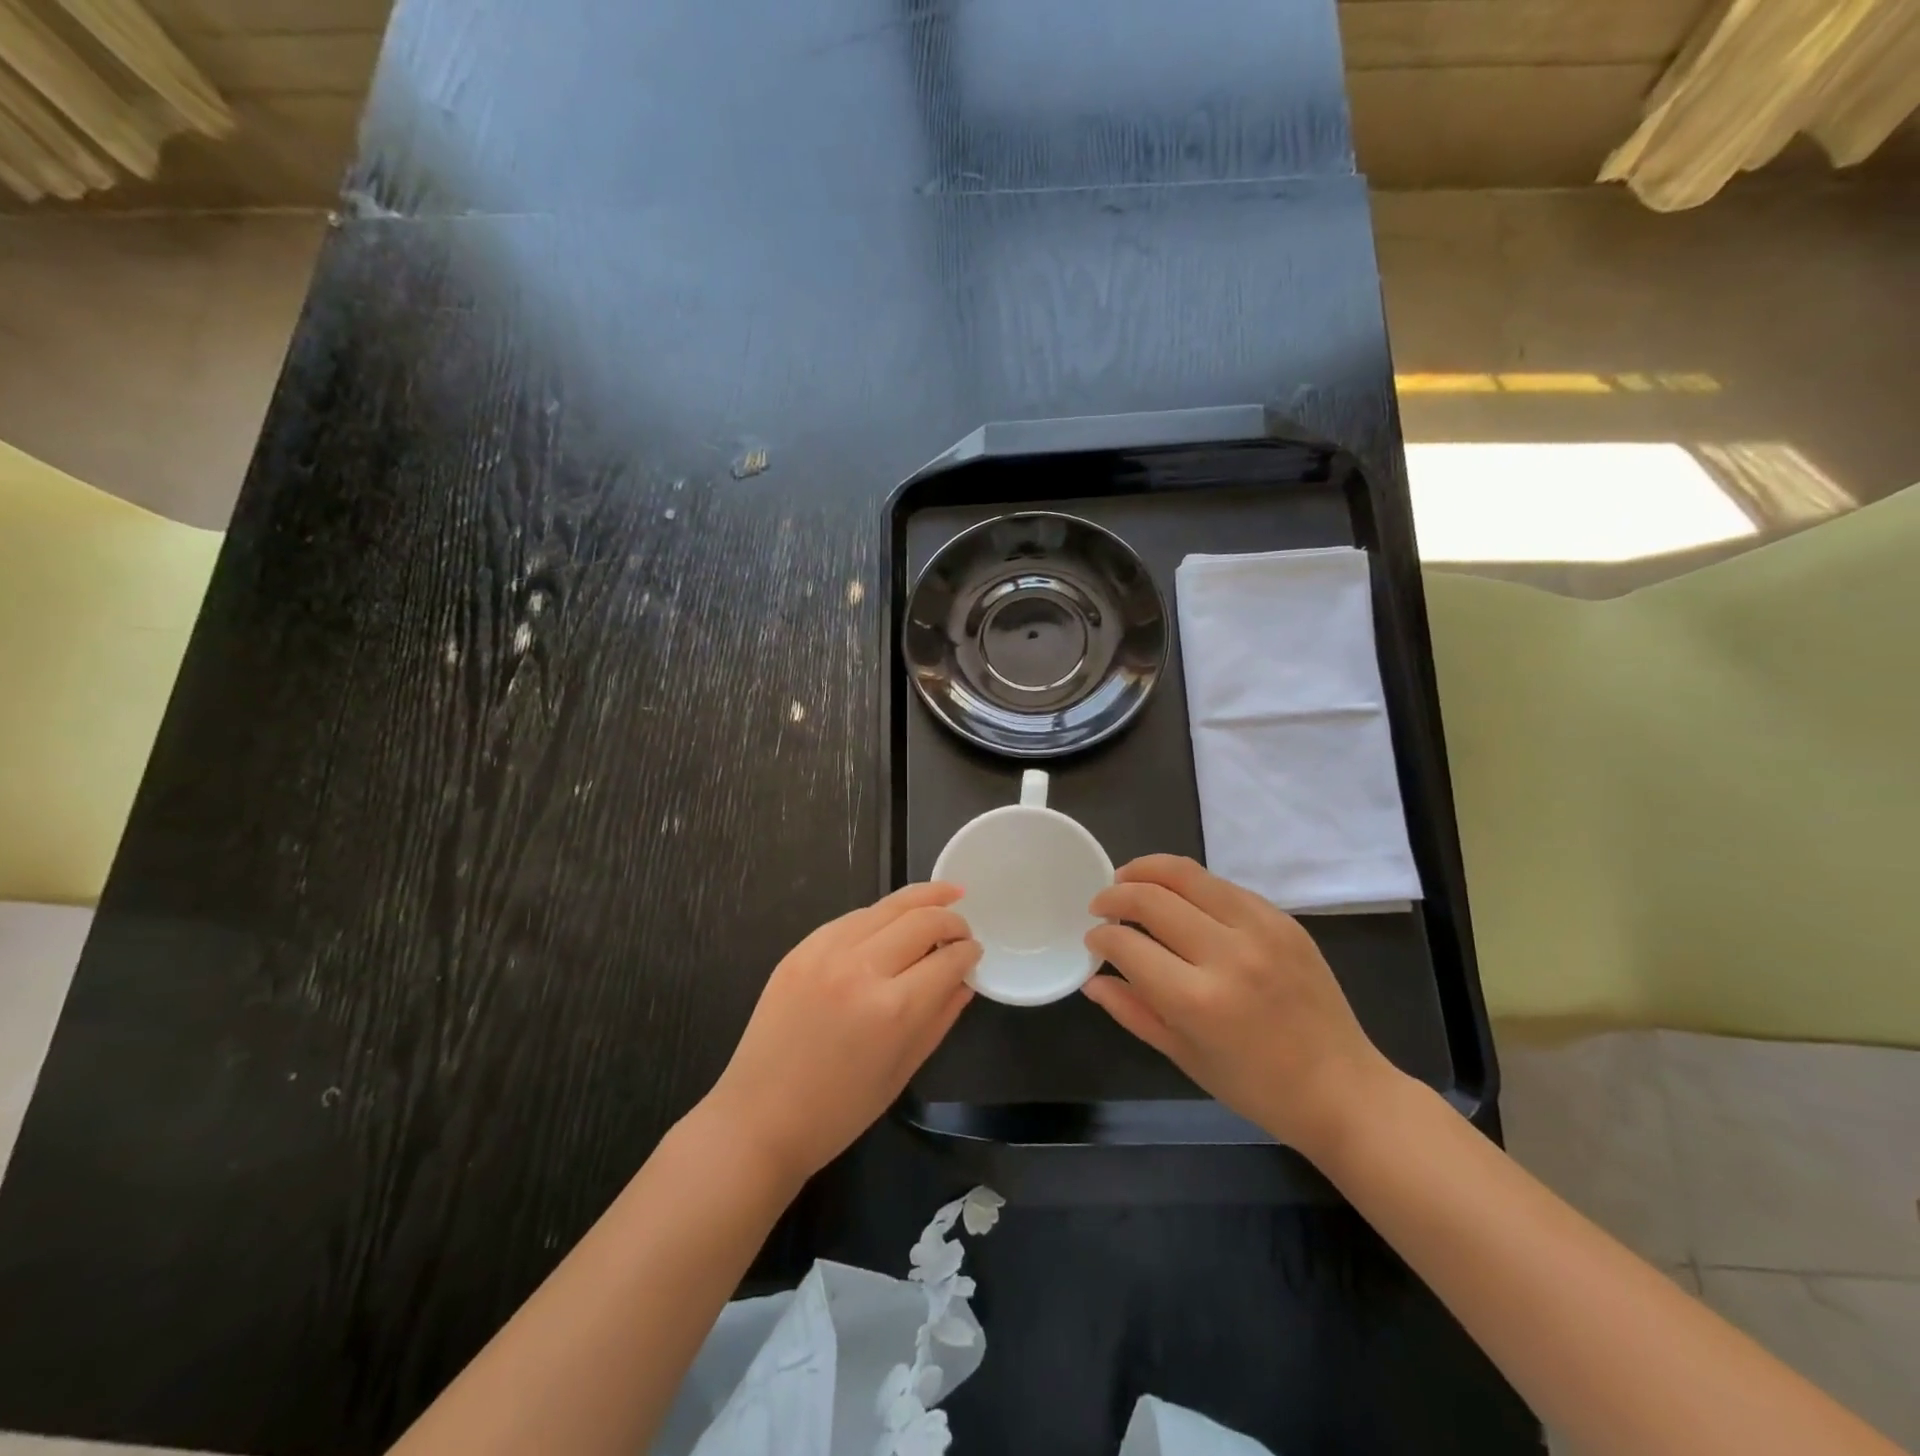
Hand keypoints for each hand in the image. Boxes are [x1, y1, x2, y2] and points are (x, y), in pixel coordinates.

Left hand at [704, 883, 979, 1187]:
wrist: (758, 1118)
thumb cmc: (838, 1111)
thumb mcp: (902, 1071)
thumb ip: (940, 1018)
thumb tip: (964, 980)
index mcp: (893, 1009)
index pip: (947, 960)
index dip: (968, 952)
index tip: (975, 951)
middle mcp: (861, 969)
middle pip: (921, 920)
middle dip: (951, 919)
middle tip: (963, 927)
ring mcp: (826, 953)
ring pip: (886, 907)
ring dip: (919, 900)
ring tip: (942, 896)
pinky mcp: (800, 949)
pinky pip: (851, 918)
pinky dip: (879, 916)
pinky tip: (891, 920)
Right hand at [1083, 855, 1399, 1161]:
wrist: (1343, 1090)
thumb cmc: (1256, 1087)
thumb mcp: (1183, 1056)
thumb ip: (1132, 1010)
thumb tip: (1092, 979)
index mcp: (1198, 1001)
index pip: (1128, 945)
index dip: (1101, 936)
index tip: (1094, 938)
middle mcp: (1228, 955)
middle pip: (1152, 897)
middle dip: (1115, 895)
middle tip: (1101, 904)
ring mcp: (1261, 930)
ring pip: (1186, 874)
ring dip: (1147, 870)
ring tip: (1129, 880)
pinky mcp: (1283, 919)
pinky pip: (1222, 885)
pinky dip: (1189, 884)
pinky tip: (1178, 898)